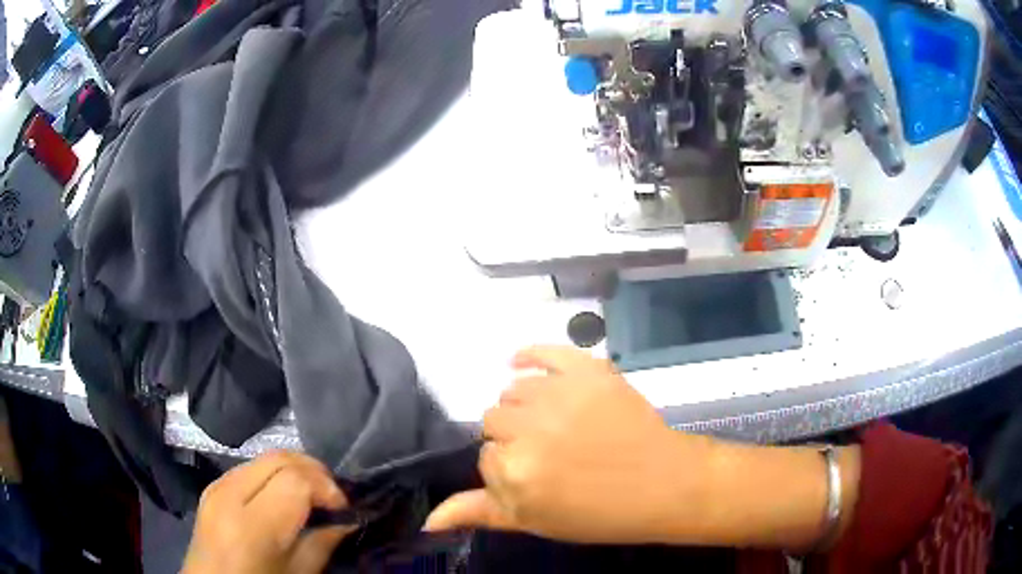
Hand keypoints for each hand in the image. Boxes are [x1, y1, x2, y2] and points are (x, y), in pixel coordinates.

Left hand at [182, 451, 353, 573]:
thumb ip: (322, 544)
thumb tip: (348, 521)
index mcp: (251, 525)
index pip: (295, 480)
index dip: (326, 487)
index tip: (343, 509)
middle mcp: (229, 494)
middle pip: (279, 457)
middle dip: (314, 470)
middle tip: (333, 497)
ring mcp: (216, 485)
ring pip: (265, 456)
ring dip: (295, 469)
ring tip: (312, 495)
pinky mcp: (212, 485)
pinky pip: (249, 466)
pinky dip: (275, 473)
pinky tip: (285, 495)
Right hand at [424, 346, 861, 550]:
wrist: (663, 485)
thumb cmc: (600, 513)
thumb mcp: (535, 521)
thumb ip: (479, 513)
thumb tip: (428, 520)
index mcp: (512, 472)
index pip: (485, 458)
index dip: (507, 469)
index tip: (531, 477)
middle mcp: (528, 429)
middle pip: (494, 420)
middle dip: (513, 437)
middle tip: (544, 451)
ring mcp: (559, 395)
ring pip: (514, 391)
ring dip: (524, 406)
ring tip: (550, 423)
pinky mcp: (587, 371)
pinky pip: (543, 352)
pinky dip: (528, 354)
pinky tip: (519, 362)